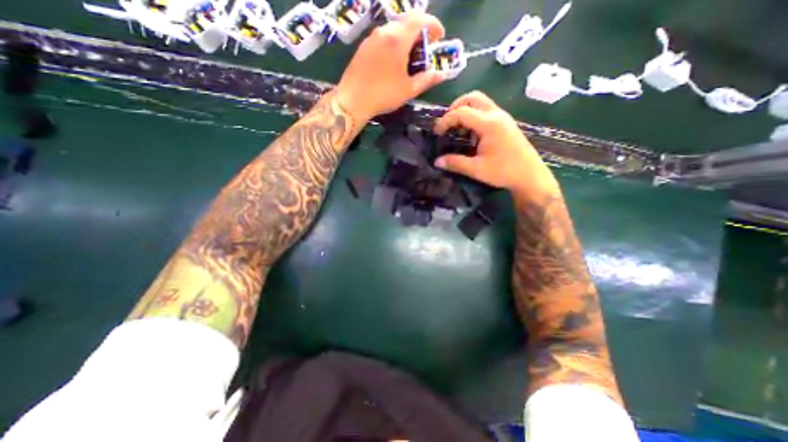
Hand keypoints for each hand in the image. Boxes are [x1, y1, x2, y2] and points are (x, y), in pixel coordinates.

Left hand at [331, 13, 445, 122]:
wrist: (353, 100)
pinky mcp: (363, 47)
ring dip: (406, 36)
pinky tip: (394, 60)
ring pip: (393, 28)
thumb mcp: (409, 90)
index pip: (419, 19)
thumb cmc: (383, 95)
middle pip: (406, 21)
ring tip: (410, 55)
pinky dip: (393, 42)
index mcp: (398, 39)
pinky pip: (383, 37)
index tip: (439, 36)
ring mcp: (371, 38)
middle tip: (425, 47)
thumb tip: (441, 74)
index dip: (433, 25)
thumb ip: (427, 80)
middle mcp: (384, 32)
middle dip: (420, 30)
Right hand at [434, 89, 556, 193]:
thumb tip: (436, 162)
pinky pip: (486, 110)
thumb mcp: (476, 169)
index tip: (436, 133)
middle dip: (456, 107)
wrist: (530, 175)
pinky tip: (470, 133)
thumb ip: (455, 163)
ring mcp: (503, 117)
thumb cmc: (504, 172)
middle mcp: (497, 114)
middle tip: (447, 123)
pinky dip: (474, 115)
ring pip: (481, 102)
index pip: (461, 112)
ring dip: (465, 110)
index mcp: (489, 124)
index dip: (445, 120)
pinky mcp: (505, 123)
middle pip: (473, 97)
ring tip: (456, 128)